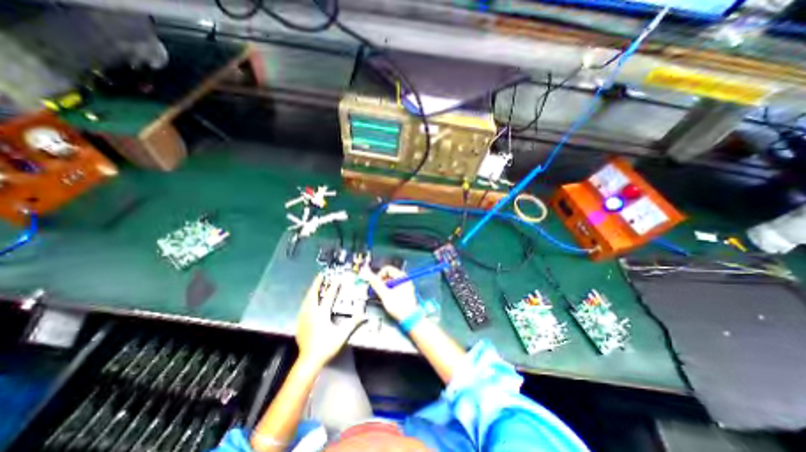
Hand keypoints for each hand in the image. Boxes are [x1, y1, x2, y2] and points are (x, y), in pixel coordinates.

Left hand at [295, 273, 366, 367]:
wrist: (308, 361)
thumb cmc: (326, 346)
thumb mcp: (342, 335)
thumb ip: (353, 323)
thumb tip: (365, 315)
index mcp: (322, 313)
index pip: (329, 296)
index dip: (334, 286)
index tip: (338, 278)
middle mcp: (311, 312)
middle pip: (313, 294)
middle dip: (317, 283)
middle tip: (321, 275)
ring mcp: (304, 317)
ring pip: (307, 300)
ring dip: (311, 291)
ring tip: (315, 285)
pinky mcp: (300, 323)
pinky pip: (303, 306)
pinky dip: (307, 299)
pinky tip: (308, 301)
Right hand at [363, 266, 418, 322]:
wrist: (410, 318)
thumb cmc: (399, 306)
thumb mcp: (385, 294)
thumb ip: (376, 284)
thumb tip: (369, 275)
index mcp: (401, 276)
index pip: (387, 269)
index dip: (379, 275)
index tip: (376, 283)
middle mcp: (404, 279)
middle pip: (389, 275)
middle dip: (382, 282)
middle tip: (379, 291)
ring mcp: (406, 285)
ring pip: (391, 281)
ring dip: (385, 287)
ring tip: (383, 296)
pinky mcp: (405, 291)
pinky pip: (395, 286)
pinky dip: (390, 290)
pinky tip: (388, 298)